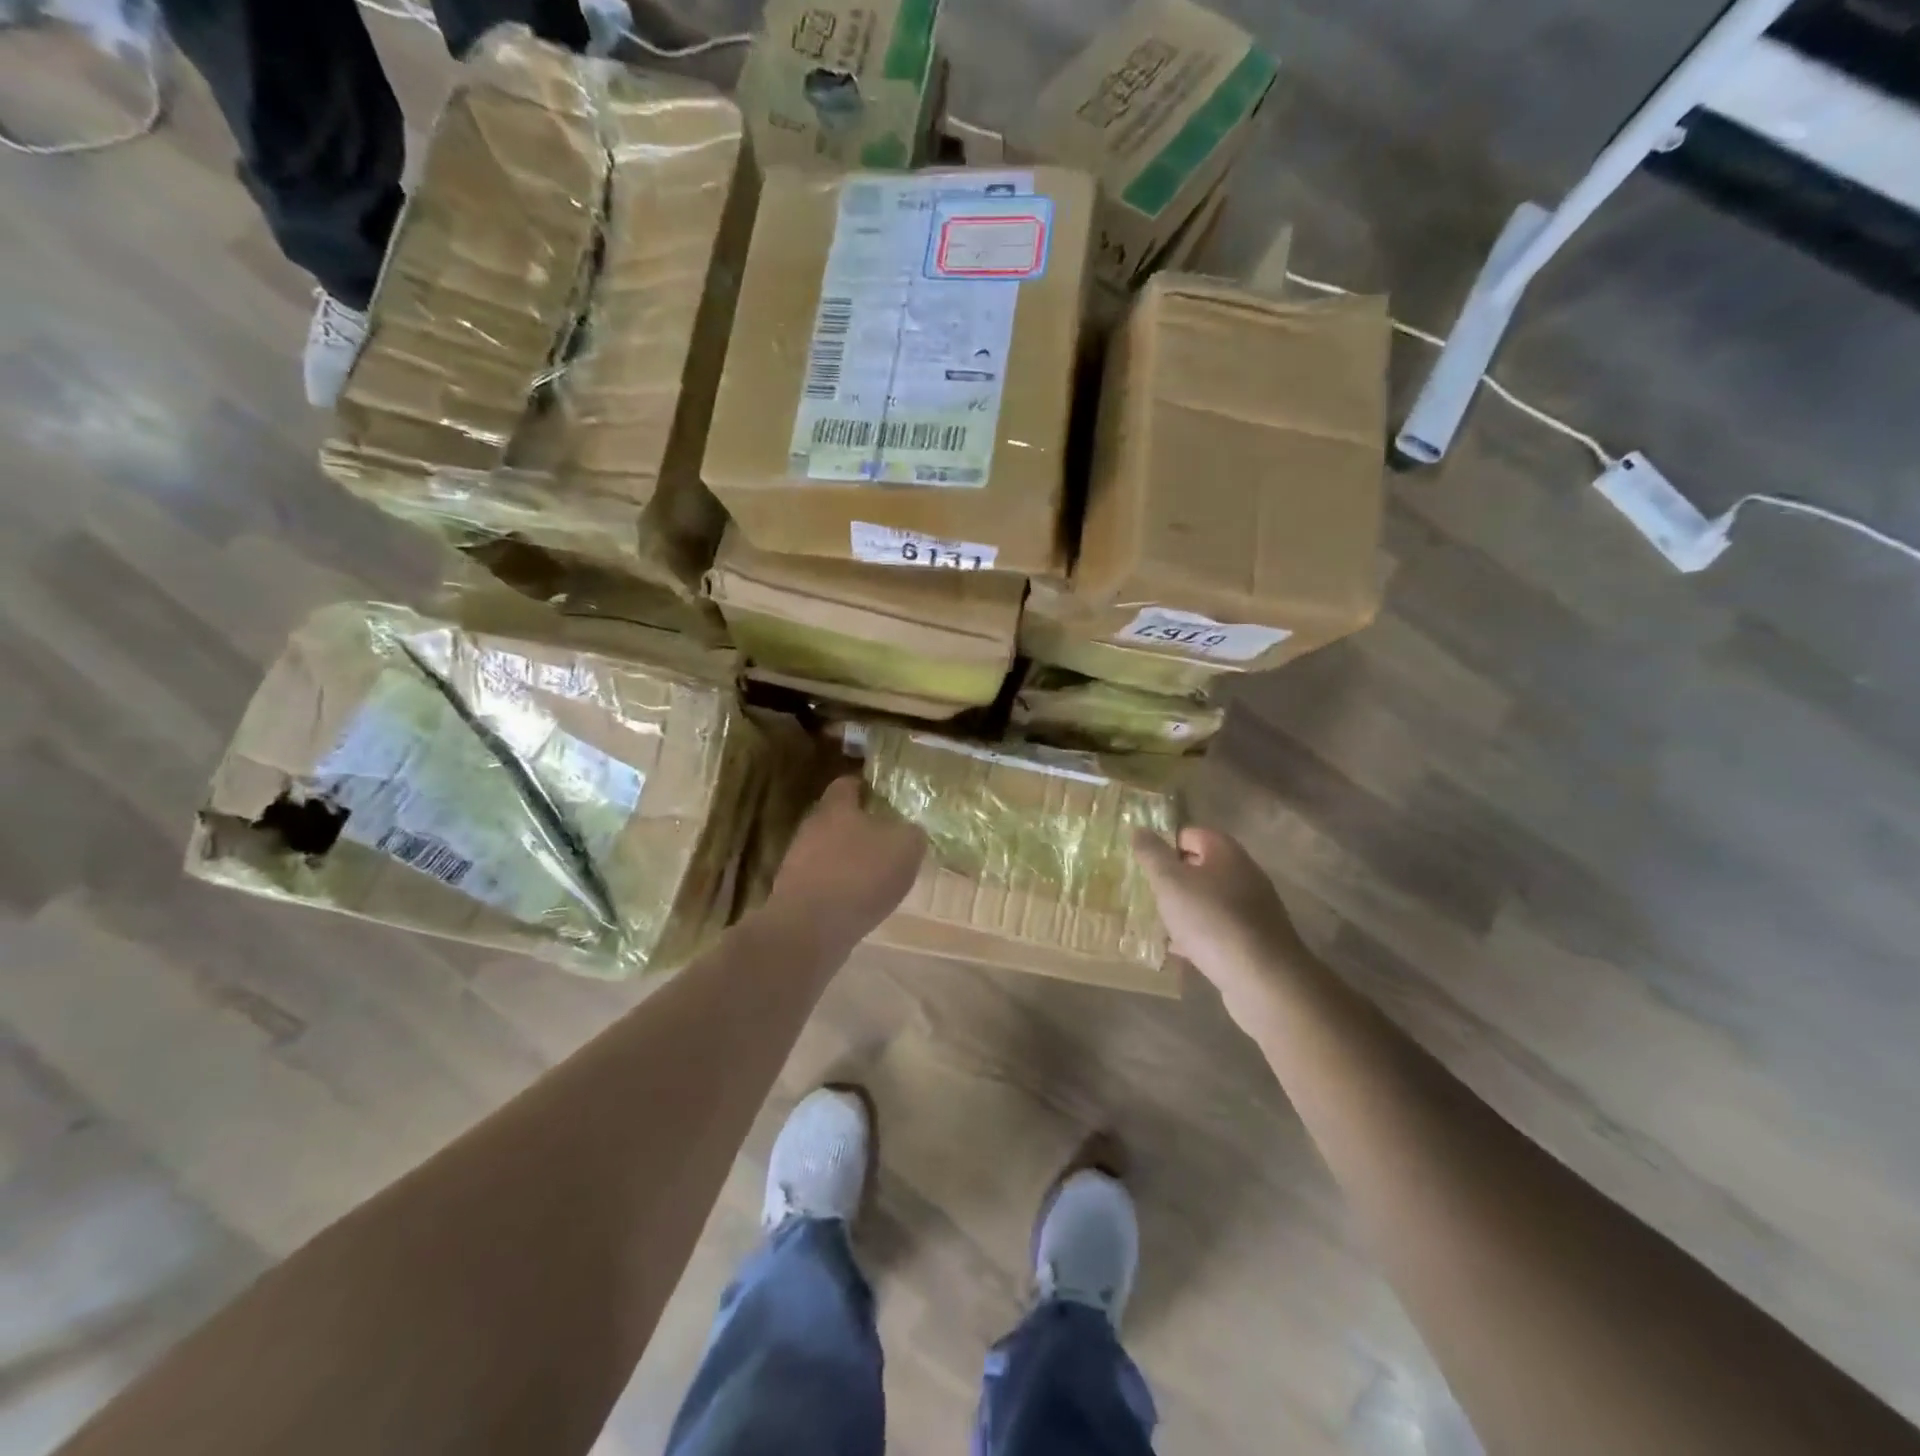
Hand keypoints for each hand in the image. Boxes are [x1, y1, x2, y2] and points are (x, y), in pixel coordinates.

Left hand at [769, 777, 925, 955]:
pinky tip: (859, 903)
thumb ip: (912, 832)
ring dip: (851, 860)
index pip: (848, 783)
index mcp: (836, 806)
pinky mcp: (794, 893)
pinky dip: (841, 888)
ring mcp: (798, 861)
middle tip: (889, 840)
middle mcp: (812, 827)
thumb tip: (911, 830)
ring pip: (830, 851)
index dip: (868, 788)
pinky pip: (824, 881)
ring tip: (877, 876)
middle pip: (838, 818)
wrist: (809, 929)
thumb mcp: (905, 848)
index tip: (887, 799)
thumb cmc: (860, 875)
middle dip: (861, 827)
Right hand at [1134, 827, 1307, 1023]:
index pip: (1190, 834)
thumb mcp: (1170, 883)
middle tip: (1146, 894)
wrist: (1263, 980)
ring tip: (1156, 924)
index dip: (1164, 845)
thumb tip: (1140, 830)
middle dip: (1172, 880)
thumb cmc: (1211, 920)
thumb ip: (1152, 855)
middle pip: (1200, 868)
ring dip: (1183, 910)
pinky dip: (1198, 936)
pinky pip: (1218, 930)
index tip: (1143, 866)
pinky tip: (1178, 952)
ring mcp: (1252, 909)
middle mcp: (1244, 874)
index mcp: (1226, 852)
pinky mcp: (1254, 940)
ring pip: (1208, 901)